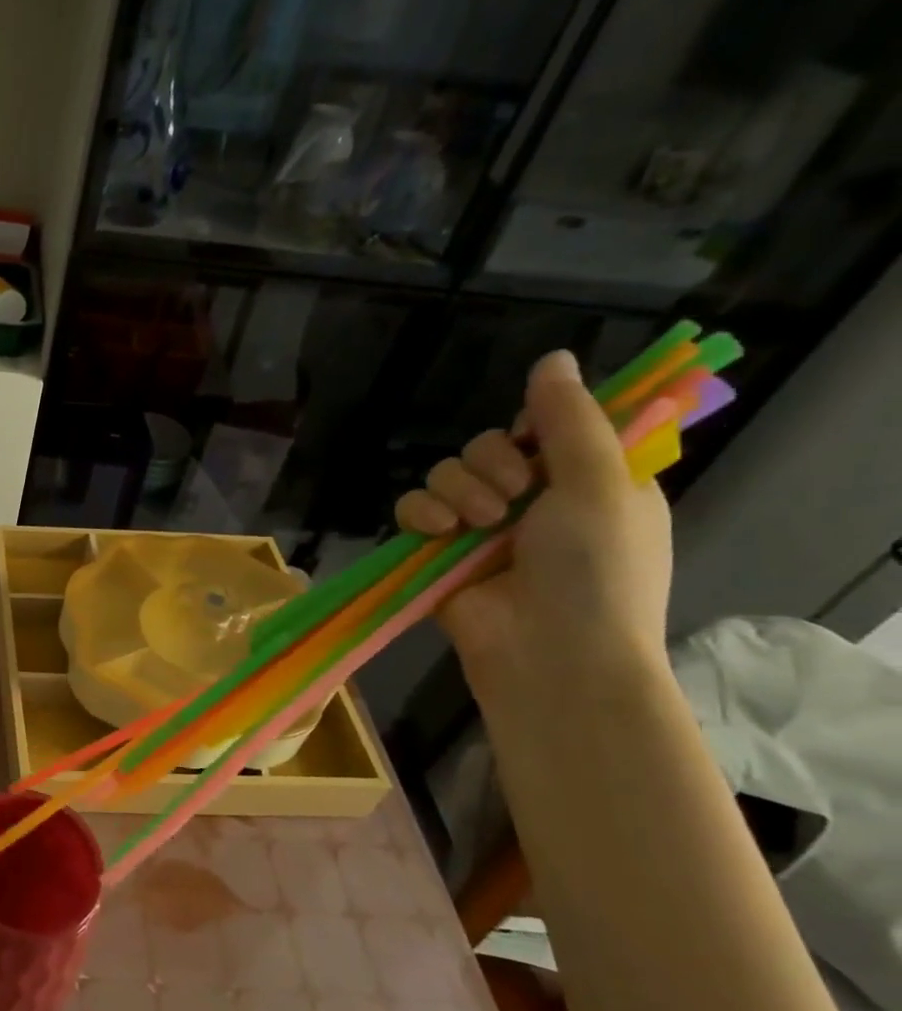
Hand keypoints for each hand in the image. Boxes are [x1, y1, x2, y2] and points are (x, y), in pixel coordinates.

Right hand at [393, 349, 672, 701]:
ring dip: (457, 490)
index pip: (547, 429)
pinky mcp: (436, 553)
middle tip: (512, 497)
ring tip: (476, 525)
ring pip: (445, 474)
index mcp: (586, 482)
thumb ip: (569, 420)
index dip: (534, 429)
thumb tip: (552, 356)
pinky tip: (436, 530)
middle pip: (487, 447)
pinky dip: (419, 513)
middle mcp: (532, 501)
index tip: (535, 444)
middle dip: (490, 465)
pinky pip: (411, 509)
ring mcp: (480, 529)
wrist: (550, 654)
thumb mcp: (599, 484)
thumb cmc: (595, 570)